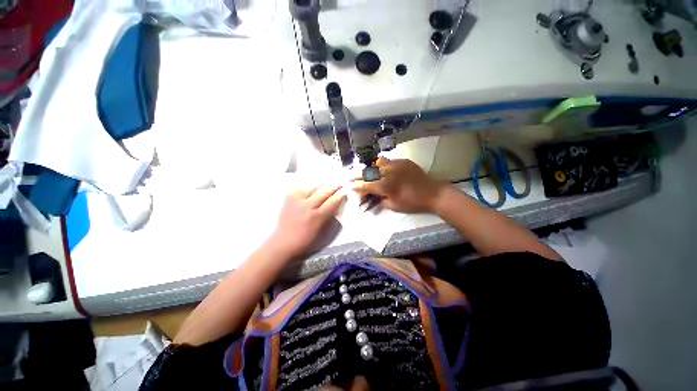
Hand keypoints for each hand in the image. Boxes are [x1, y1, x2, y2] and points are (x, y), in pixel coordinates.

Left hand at [269, 184, 345, 258]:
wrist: (282, 242)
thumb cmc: (304, 240)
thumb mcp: (320, 231)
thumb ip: (328, 217)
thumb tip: (335, 205)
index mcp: (317, 217)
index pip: (332, 202)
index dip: (340, 195)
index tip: (345, 190)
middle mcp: (307, 206)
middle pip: (323, 192)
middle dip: (333, 187)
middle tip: (339, 182)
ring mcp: (297, 201)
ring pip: (312, 187)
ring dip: (321, 184)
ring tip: (326, 182)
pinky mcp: (288, 199)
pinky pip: (299, 188)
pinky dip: (306, 186)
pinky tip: (310, 185)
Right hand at [352, 158, 445, 213]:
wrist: (432, 193)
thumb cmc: (413, 203)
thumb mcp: (394, 206)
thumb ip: (380, 200)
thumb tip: (373, 196)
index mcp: (385, 186)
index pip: (366, 185)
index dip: (356, 186)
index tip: (349, 186)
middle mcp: (387, 173)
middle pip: (368, 172)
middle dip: (357, 175)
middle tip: (350, 176)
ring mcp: (395, 165)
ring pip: (377, 163)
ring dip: (369, 167)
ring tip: (366, 171)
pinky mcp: (403, 161)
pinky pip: (388, 160)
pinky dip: (381, 164)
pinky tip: (380, 168)